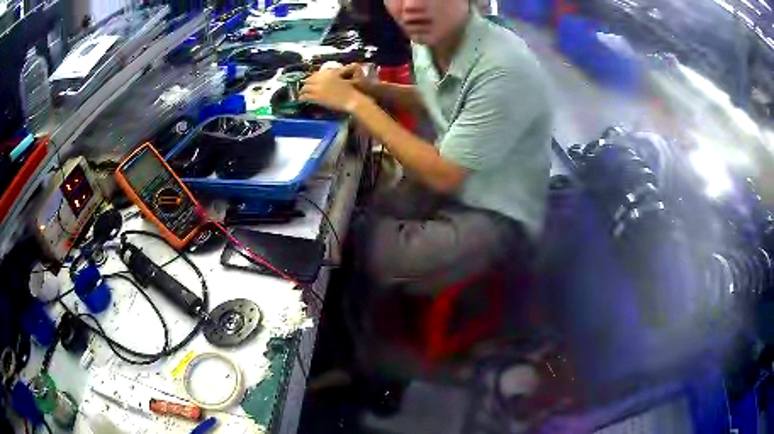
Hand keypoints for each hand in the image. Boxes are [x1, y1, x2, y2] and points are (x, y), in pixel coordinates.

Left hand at [300, 68, 369, 113]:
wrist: (351, 99)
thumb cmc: (351, 89)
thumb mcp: (344, 75)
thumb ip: (338, 71)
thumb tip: (336, 69)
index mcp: (328, 72)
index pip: (315, 74)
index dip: (312, 78)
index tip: (311, 81)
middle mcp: (321, 78)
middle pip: (308, 80)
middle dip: (306, 84)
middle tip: (305, 88)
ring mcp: (317, 88)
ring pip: (305, 88)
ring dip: (303, 91)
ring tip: (301, 94)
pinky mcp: (316, 97)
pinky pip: (305, 96)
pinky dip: (302, 98)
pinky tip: (301, 99)